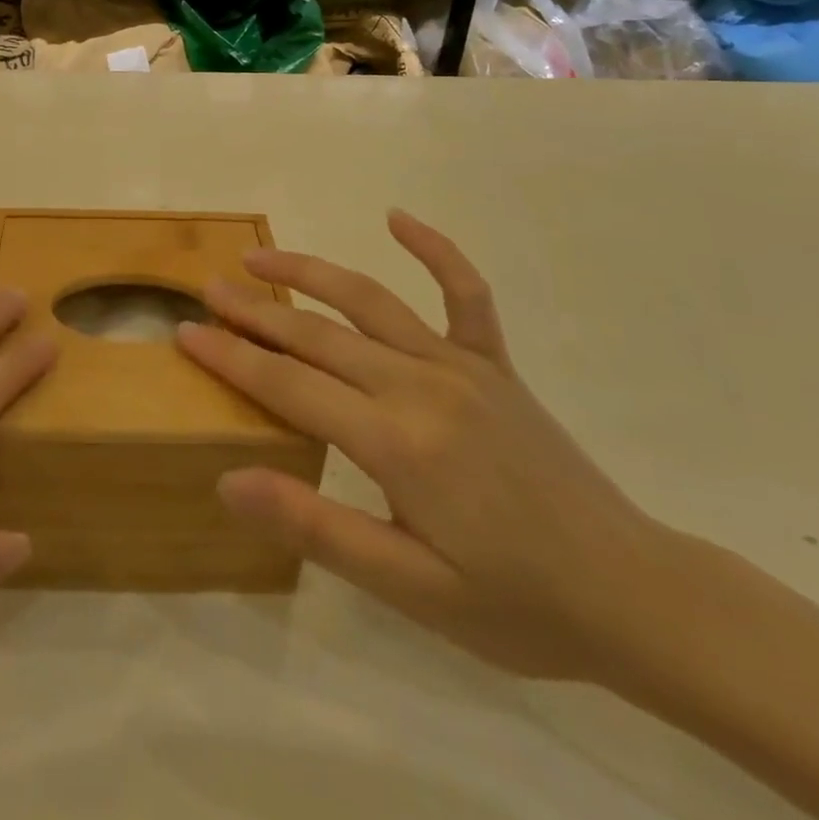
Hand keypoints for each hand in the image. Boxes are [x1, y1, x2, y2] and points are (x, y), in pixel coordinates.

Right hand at [177, 210, 665, 682]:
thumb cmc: (513, 602)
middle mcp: (421, 385)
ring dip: (311, 273)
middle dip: (255, 311)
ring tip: (263, 257)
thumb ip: (317, 527)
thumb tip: (230, 480)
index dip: (232, 357)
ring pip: (370, 301)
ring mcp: (462, 366)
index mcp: (395, 441)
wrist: (631, 595)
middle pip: (317, 336)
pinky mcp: (494, 364)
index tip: (186, 331)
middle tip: (208, 289)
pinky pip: (464, 294)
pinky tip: (399, 217)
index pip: (289, 386)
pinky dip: (434, 250)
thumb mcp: (408, 587)